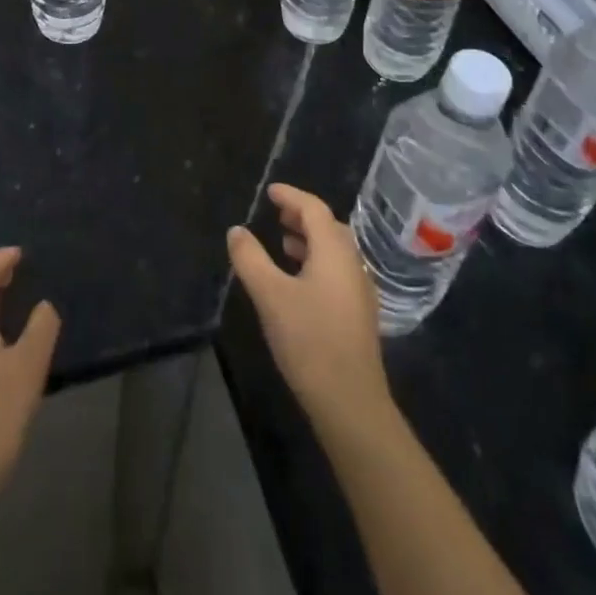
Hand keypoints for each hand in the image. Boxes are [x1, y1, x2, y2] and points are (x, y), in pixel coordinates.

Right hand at [227, 184, 390, 433]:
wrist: (351, 403)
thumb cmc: (310, 341)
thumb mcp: (270, 296)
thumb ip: (251, 259)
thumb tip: (236, 230)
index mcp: (334, 250)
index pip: (313, 208)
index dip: (291, 196)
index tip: (270, 191)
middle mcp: (352, 263)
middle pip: (327, 226)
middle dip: (301, 215)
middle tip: (276, 213)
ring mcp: (359, 290)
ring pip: (334, 250)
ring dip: (309, 239)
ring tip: (283, 242)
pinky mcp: (358, 314)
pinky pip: (336, 270)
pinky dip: (316, 261)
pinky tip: (298, 280)